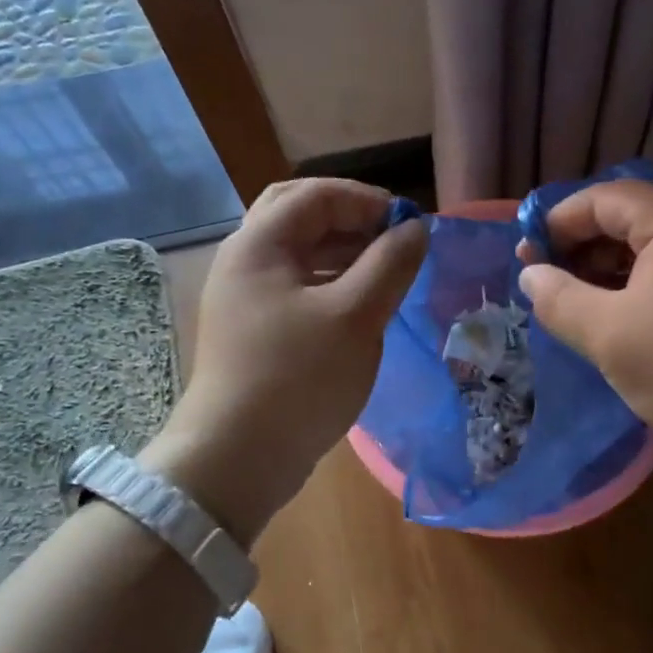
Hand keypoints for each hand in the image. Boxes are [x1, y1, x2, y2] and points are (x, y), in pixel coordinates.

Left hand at [141, 178, 425, 541]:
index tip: (411, 225)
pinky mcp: (254, 329)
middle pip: (300, 215)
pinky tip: (362, 305)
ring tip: (387, 271)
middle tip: (392, 238)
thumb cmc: (298, 378)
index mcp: (259, 244)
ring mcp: (246, 297)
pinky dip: (331, 282)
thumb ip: (390, 264)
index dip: (368, 201)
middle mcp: (245, 261)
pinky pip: (297, 286)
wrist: (237, 458)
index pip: (317, 194)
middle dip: (351, 219)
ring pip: (299, 253)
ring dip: (344, 251)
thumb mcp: (355, 317)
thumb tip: (416, 229)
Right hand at [517, 181, 652, 481]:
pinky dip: (632, 290)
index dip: (557, 222)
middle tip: (542, 286)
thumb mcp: (610, 335)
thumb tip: (530, 275)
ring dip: (603, 272)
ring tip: (570, 308)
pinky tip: (612, 323)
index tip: (525, 259)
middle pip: (626, 220)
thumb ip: (560, 299)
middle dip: (578, 248)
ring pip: (646, 251)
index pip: (603, 199)